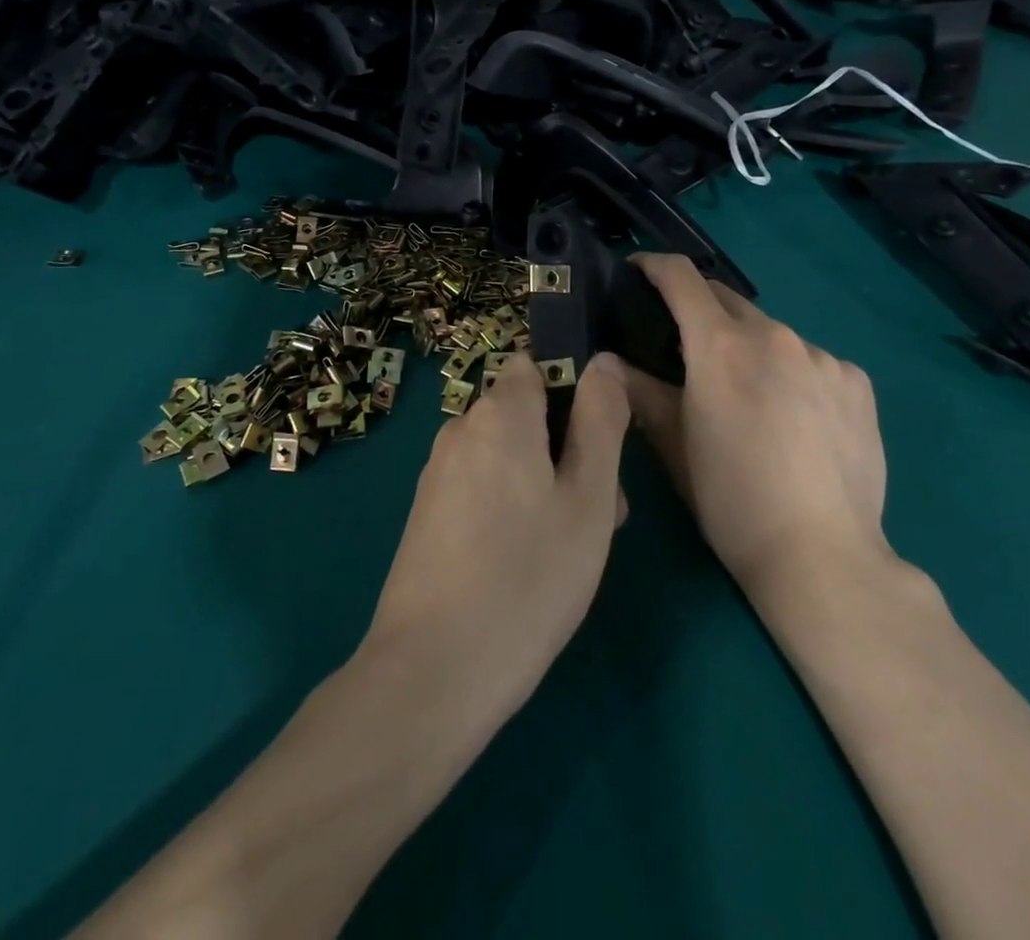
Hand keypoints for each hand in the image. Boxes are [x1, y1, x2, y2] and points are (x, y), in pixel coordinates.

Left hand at [362, 351, 631, 732]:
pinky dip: (510, 506)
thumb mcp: (587, 497)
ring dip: (544, 482)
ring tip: (568, 548)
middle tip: (600, 515)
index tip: (599, 446)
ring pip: (507, 455)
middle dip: (567, 448)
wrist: (433, 670)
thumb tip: (603, 360)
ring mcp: (437, 472)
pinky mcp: (426, 513)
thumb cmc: (528, 577)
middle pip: (525, 414)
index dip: (574, 393)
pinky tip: (525, 564)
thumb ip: (601, 420)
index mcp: (498, 413)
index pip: (537, 365)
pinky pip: (481, 486)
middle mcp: (460, 429)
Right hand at [625, 253, 896, 602]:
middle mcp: (774, 336)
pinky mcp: (858, 382)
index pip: (682, 277)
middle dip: (700, 311)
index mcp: (720, 347)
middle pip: (727, 300)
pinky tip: (796, 418)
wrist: (823, 557)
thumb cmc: (732, 502)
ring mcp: (823, 357)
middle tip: (685, 349)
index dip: (654, 266)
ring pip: (772, 333)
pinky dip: (793, 373)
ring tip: (750, 396)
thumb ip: (640, 391)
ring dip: (750, 347)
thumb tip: (608, 361)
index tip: (638, 273)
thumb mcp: (674, 446)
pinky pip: (813, 360)